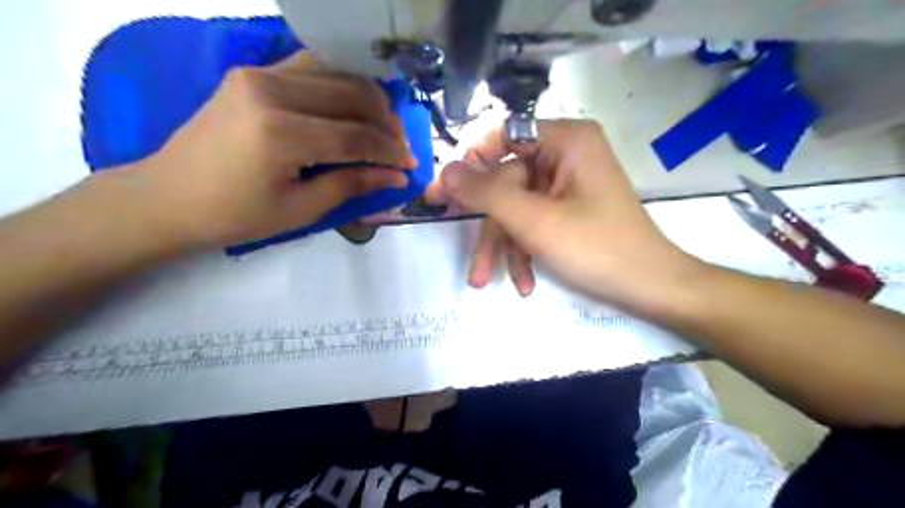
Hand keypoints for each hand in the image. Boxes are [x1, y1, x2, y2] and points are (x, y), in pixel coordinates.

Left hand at [123, 50, 411, 247]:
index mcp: (281, 134)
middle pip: (351, 95)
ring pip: (336, 73)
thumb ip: (353, 185)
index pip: (356, 136)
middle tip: (400, 147)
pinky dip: (340, 84)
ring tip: (382, 126)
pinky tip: (353, 105)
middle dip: (386, 122)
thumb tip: (397, 176)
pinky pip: (311, 68)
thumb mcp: (301, 209)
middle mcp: (271, 91)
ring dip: (368, 98)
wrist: (168, 196)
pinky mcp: (252, 72)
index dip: (390, 151)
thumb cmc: (235, 215)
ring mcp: (258, 74)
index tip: (411, 165)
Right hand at [443, 119, 702, 313]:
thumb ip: (486, 193)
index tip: (443, 192)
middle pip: (507, 180)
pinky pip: (534, 221)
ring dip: (502, 245)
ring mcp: (566, 184)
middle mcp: (566, 154)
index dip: (469, 161)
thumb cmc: (597, 248)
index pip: (502, 134)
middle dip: (488, 223)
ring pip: (517, 207)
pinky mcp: (568, 209)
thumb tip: (445, 170)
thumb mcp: (534, 221)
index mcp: (566, 140)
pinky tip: (524, 282)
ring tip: (483, 280)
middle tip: (449, 229)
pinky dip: (524, 250)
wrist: (650, 288)